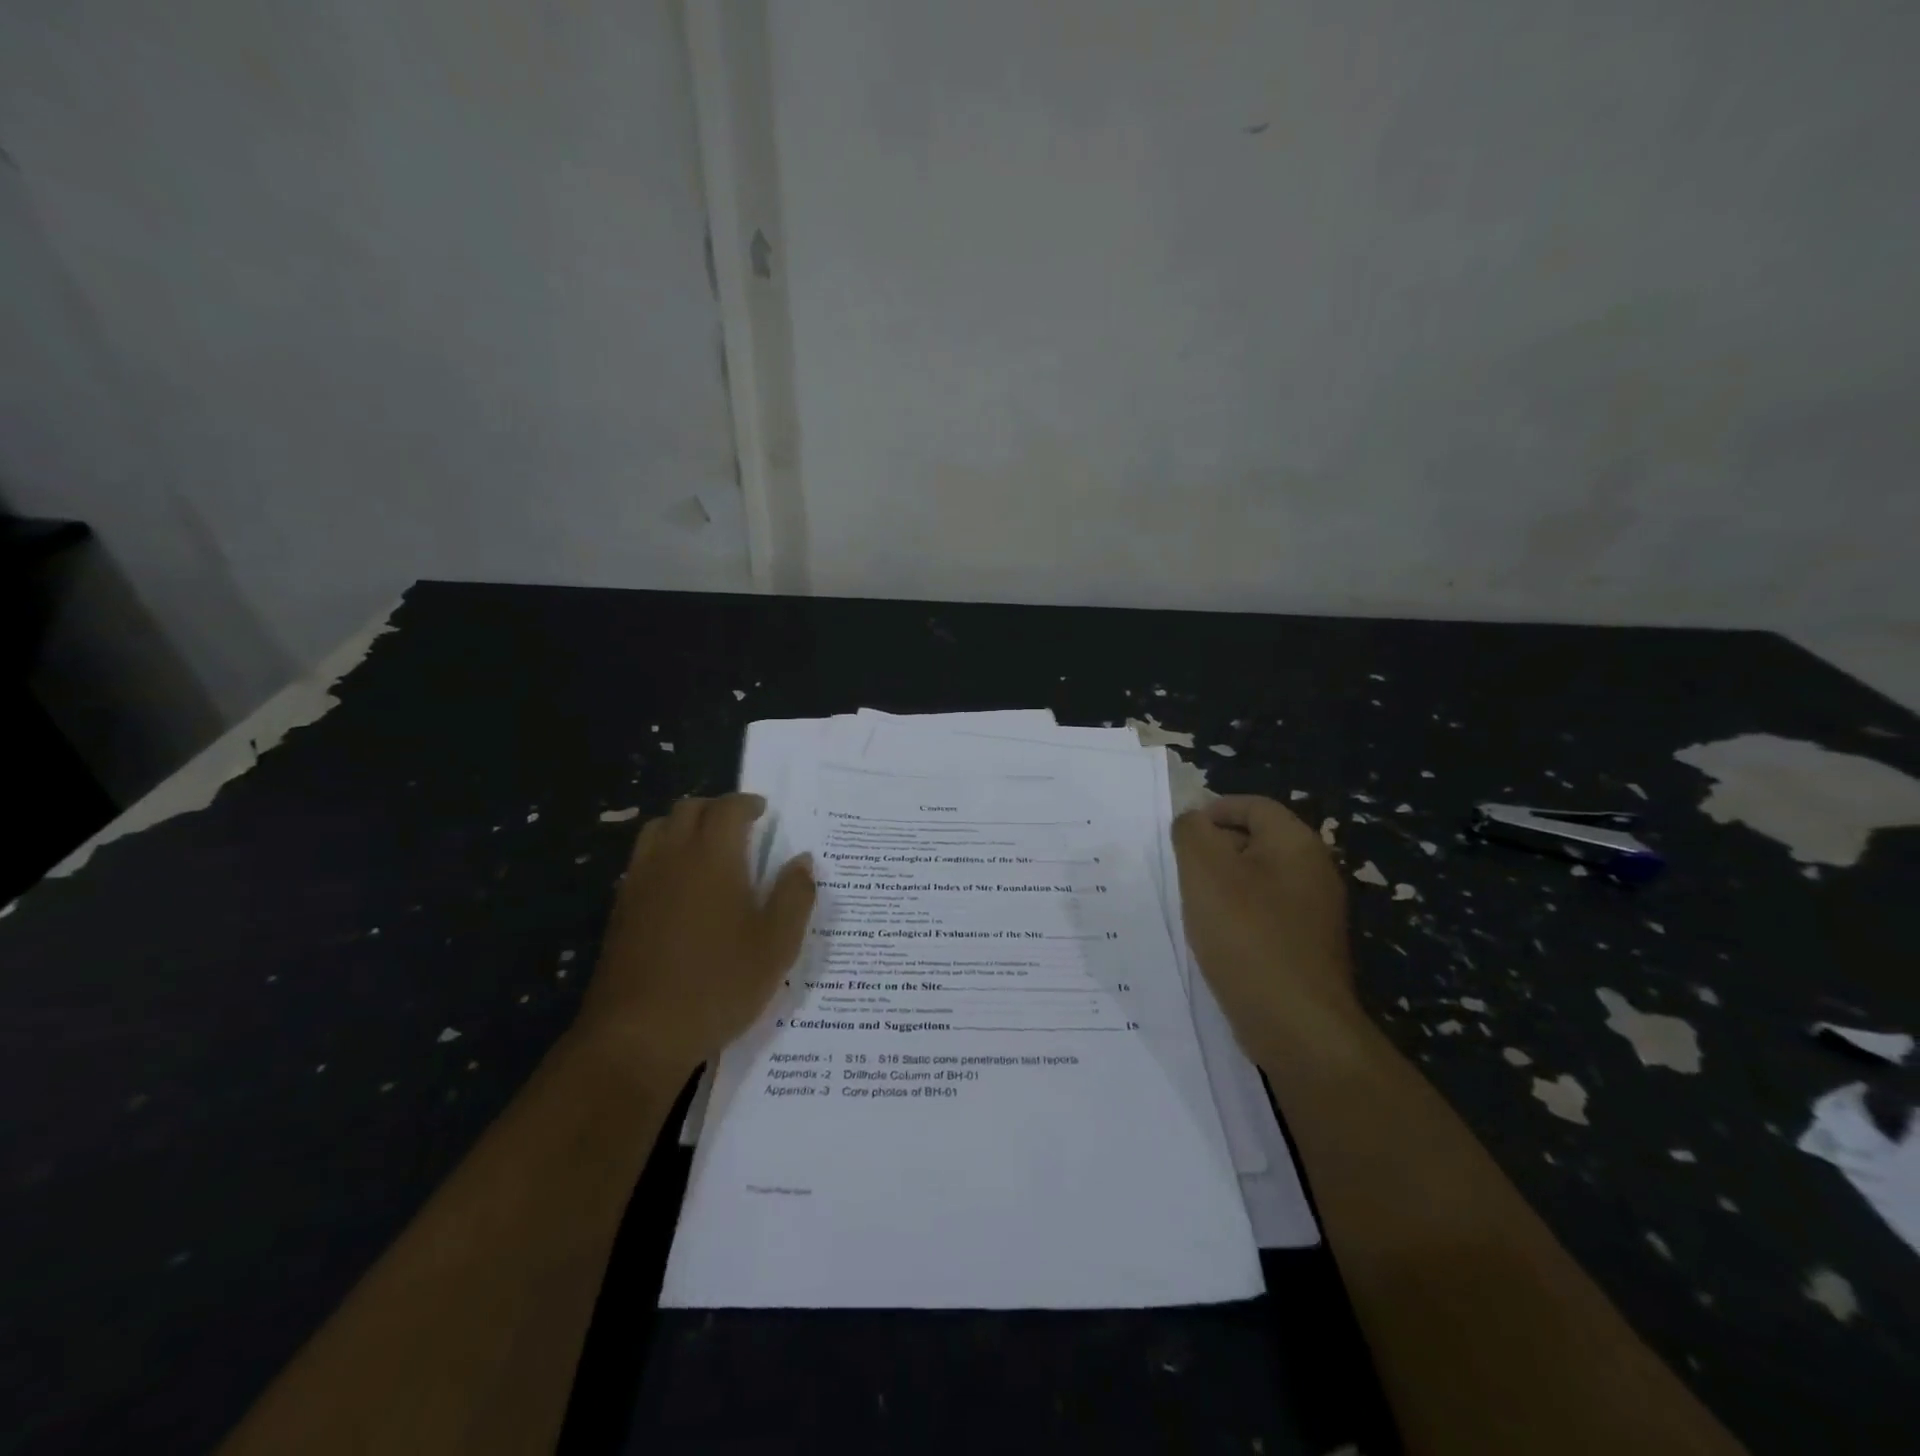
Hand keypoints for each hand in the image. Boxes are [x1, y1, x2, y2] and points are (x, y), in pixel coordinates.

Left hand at [578, 793, 815, 1077]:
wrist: (639, 1034)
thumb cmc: (719, 984)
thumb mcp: (777, 944)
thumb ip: (795, 895)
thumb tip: (802, 860)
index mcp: (713, 857)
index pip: (727, 808)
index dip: (747, 803)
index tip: (763, 811)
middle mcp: (672, 857)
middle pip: (688, 809)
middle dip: (716, 809)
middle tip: (740, 827)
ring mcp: (640, 882)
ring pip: (658, 829)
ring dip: (684, 826)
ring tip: (708, 849)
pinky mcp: (621, 909)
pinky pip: (642, 860)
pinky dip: (664, 854)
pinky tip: (680, 886)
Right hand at [1172, 795, 1360, 1058]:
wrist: (1296, 1024)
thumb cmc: (1246, 935)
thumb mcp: (1204, 870)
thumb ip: (1191, 832)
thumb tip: (1193, 821)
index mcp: (1296, 843)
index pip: (1253, 806)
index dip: (1213, 811)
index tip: (1179, 834)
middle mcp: (1314, 871)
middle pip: (1257, 841)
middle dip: (1215, 849)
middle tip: (1180, 869)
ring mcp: (1316, 913)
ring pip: (1259, 880)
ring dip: (1224, 886)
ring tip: (1192, 905)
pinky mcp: (1308, 948)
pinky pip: (1266, 916)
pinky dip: (1239, 917)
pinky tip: (1216, 938)